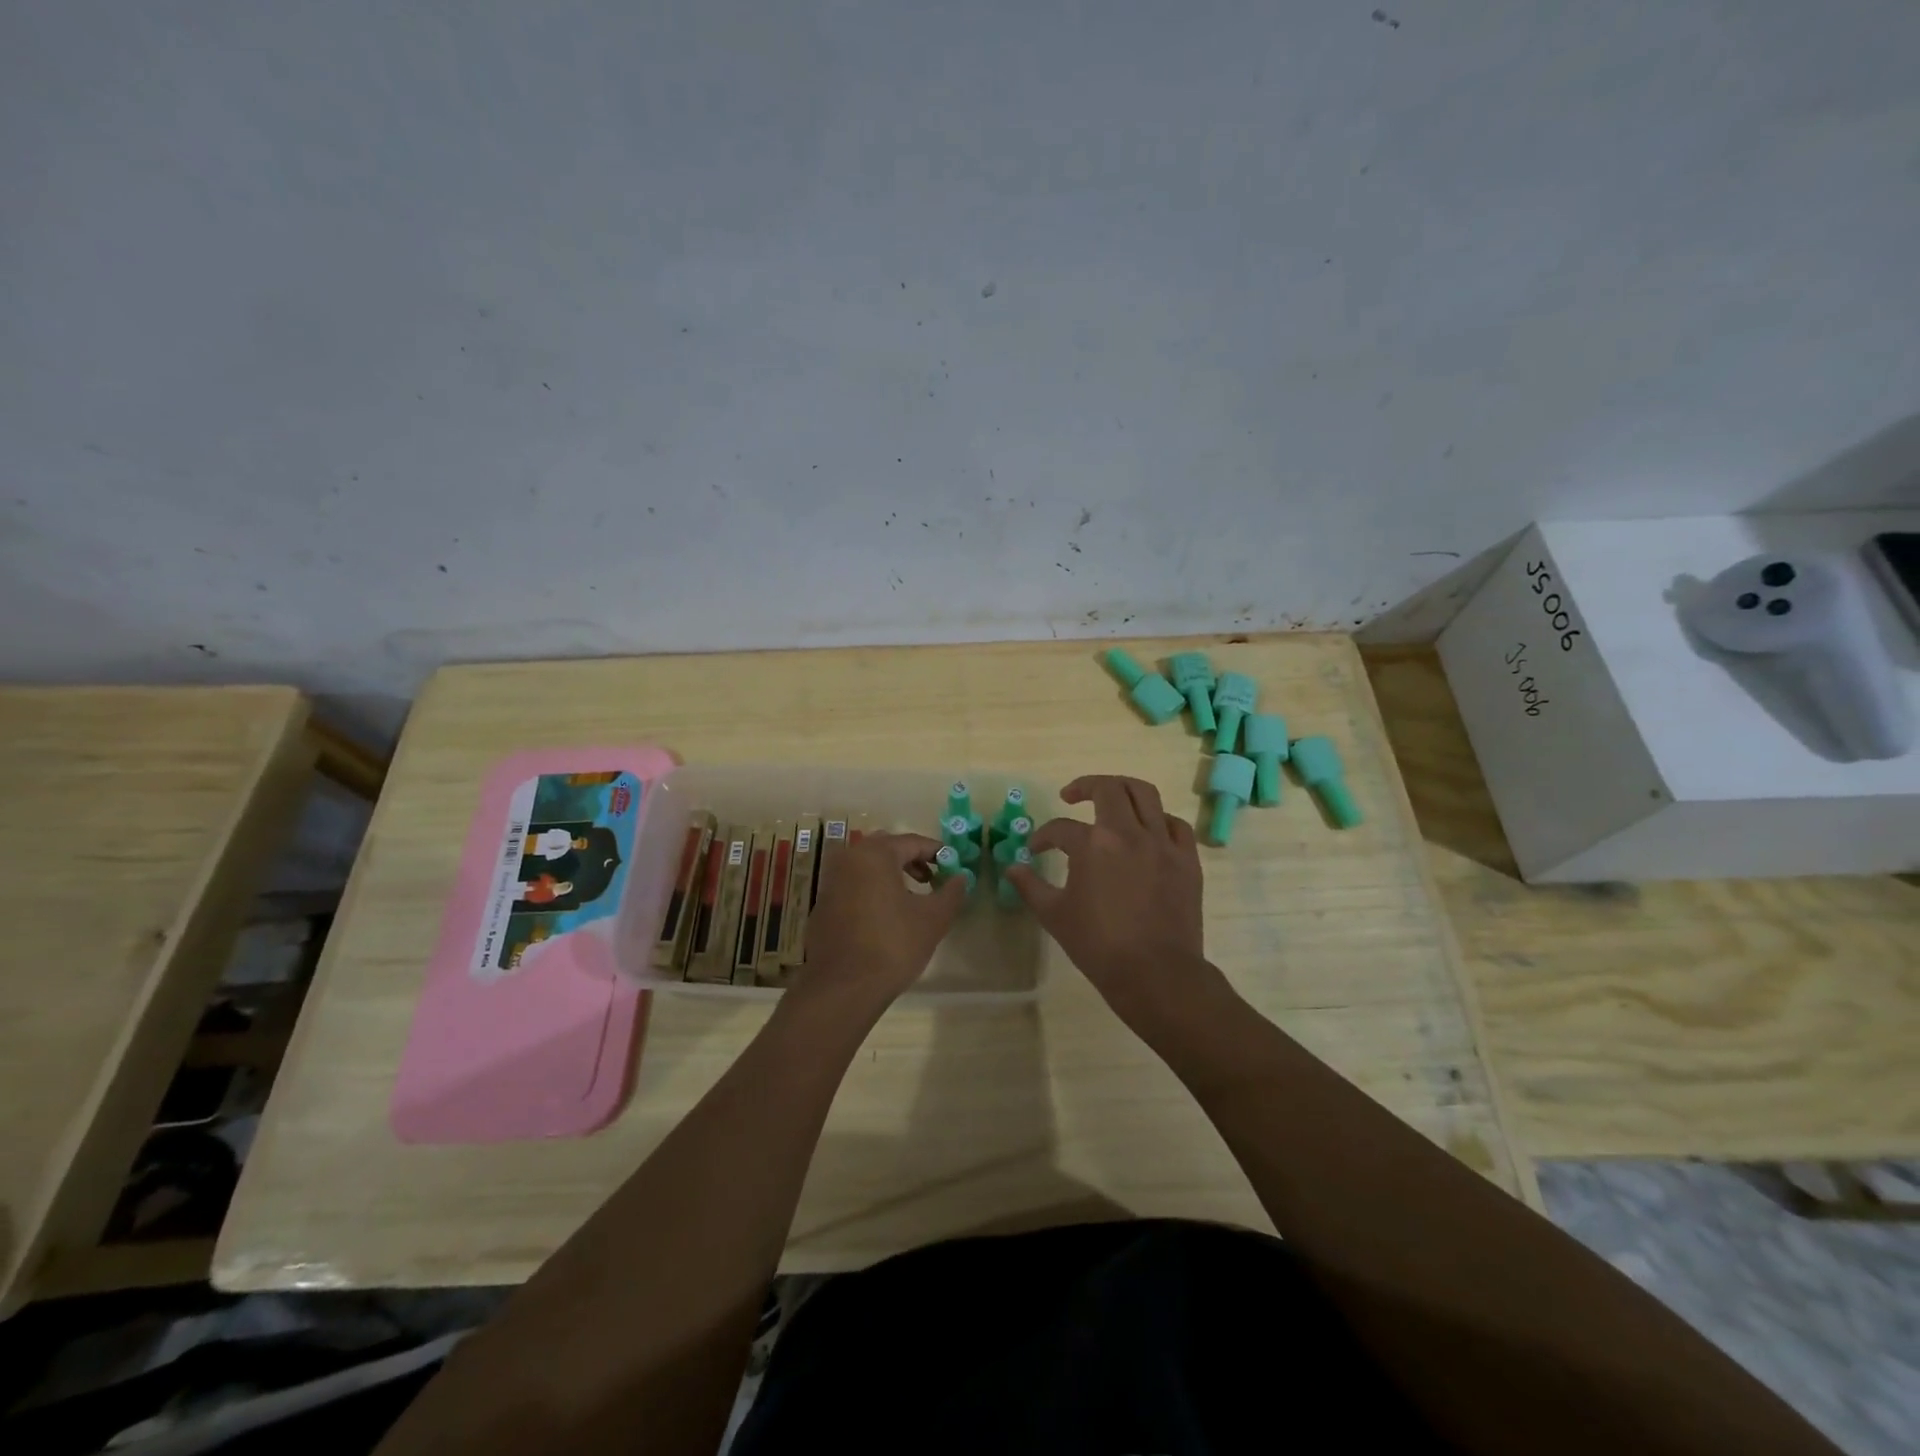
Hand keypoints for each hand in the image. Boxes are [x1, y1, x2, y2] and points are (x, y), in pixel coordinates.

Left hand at [796, 831, 965, 1008]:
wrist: (842, 988)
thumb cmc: (893, 945)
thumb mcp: (933, 919)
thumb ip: (951, 892)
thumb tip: (961, 877)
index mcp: (874, 854)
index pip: (912, 842)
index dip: (936, 852)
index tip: (953, 866)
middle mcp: (848, 859)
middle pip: (886, 849)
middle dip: (912, 861)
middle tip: (932, 879)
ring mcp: (830, 882)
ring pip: (867, 868)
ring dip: (891, 876)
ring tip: (912, 899)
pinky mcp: (822, 905)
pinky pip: (853, 886)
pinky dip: (872, 891)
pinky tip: (885, 917)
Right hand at [1005, 776, 1211, 1019]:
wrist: (1156, 973)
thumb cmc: (1099, 945)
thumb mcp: (1054, 916)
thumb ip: (1030, 886)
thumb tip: (1012, 868)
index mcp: (1093, 845)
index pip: (1060, 828)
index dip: (1043, 837)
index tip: (1036, 850)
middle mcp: (1128, 833)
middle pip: (1108, 789)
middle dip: (1084, 786)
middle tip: (1071, 796)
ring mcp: (1162, 843)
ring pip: (1146, 794)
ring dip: (1123, 789)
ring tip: (1110, 798)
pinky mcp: (1187, 859)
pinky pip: (1175, 824)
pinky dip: (1159, 820)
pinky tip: (1148, 830)